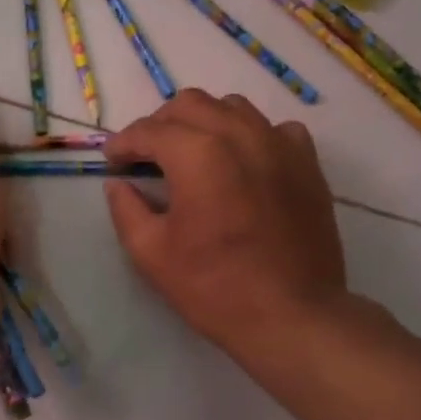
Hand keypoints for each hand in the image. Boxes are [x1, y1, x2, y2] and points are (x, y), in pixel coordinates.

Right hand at [103, 90, 347, 358]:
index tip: (113, 160)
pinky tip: (245, 162)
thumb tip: (118, 184)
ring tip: (194, 153)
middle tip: (148, 156)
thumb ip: (126, 209)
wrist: (292, 315)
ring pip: (233, 108)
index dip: (123, 143)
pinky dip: (252, 136)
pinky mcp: (307, 164)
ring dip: (205, 122)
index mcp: (197, 153)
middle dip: (161, 124)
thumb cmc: (214, 287)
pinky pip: (276, 129)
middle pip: (190, 104)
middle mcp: (240, 135)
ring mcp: (280, 145)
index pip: (149, 130)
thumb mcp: (151, 253)